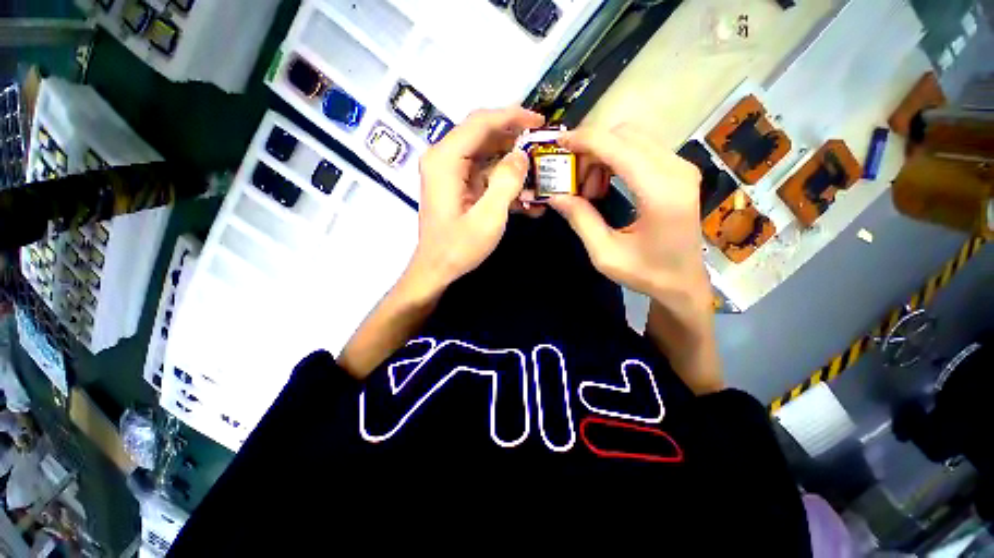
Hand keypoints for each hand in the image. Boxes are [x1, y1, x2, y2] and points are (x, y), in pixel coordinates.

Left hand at [409, 107, 544, 292]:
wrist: (437, 269)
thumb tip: (522, 155)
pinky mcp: (458, 186)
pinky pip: (484, 174)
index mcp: (446, 159)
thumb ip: (506, 182)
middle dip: (515, 139)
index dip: (512, 116)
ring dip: (512, 163)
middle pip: (483, 135)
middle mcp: (444, 159)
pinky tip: (526, 196)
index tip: (539, 121)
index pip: (481, 122)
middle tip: (542, 146)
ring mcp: (450, 173)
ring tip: (539, 173)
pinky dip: (504, 181)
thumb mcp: (488, 217)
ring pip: (486, 155)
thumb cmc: (459, 247)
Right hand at [547, 124, 710, 309]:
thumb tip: (554, 195)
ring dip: (603, 155)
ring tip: (590, 190)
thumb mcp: (605, 253)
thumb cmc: (646, 273)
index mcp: (659, 193)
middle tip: (574, 182)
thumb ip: (580, 219)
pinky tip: (606, 184)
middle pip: (624, 135)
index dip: (584, 140)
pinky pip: (641, 148)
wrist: (684, 282)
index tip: (558, 145)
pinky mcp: (680, 170)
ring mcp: (682, 167)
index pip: (616, 146)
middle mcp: (676, 170)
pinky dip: (616, 158)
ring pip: (632, 138)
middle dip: (591, 151)